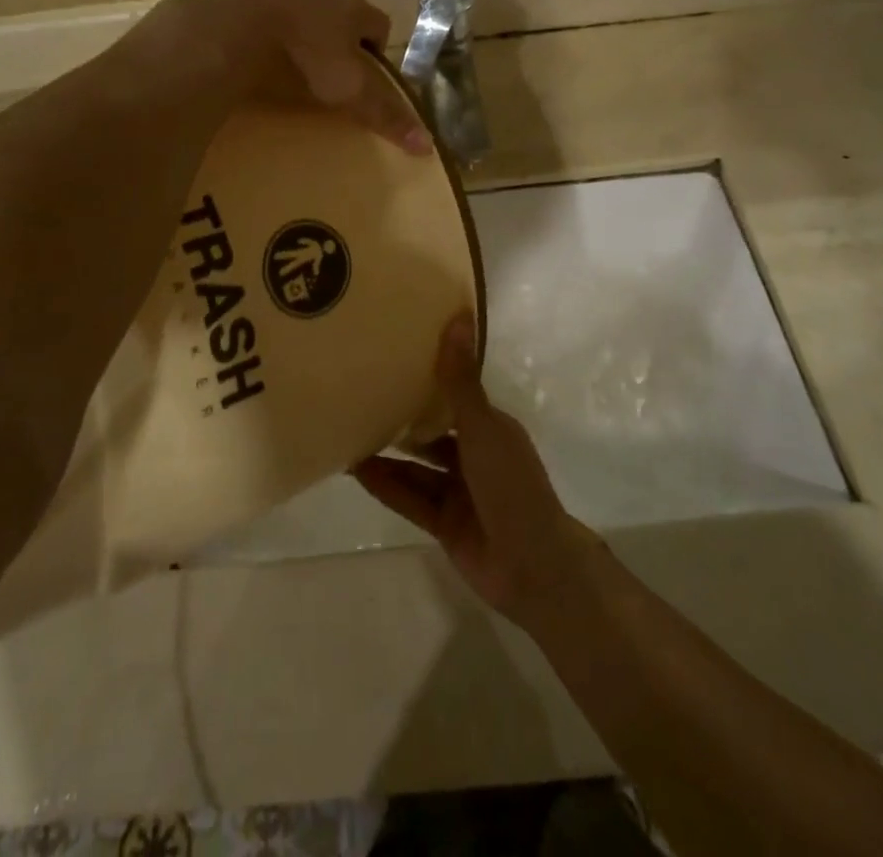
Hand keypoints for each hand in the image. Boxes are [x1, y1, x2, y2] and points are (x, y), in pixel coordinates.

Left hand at [153, 0, 430, 154]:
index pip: (379, 24)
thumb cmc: (307, 53)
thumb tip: (427, 145)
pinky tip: (260, 50)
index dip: (377, 50)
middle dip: (340, 37)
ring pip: (305, 7)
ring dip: (304, 28)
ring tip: (294, 60)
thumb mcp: (349, 89)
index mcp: (353, 6)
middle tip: (330, 70)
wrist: (240, 20)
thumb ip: (383, 113)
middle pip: (342, 12)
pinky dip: (270, 27)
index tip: (368, 75)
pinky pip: (268, 8)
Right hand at [355, 314, 600, 618]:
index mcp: (490, 429)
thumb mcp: (482, 426)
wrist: (532, 566)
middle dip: (403, 419)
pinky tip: (356, 471)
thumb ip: (460, 379)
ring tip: (350, 432)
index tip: (394, 360)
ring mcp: (460, 492)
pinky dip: (386, 485)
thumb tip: (458, 316)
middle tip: (362, 395)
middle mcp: (475, 456)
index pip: (456, 397)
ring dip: (389, 454)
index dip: (429, 380)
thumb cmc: (510, 484)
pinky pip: (410, 498)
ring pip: (417, 467)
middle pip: (433, 433)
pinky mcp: (445, 523)